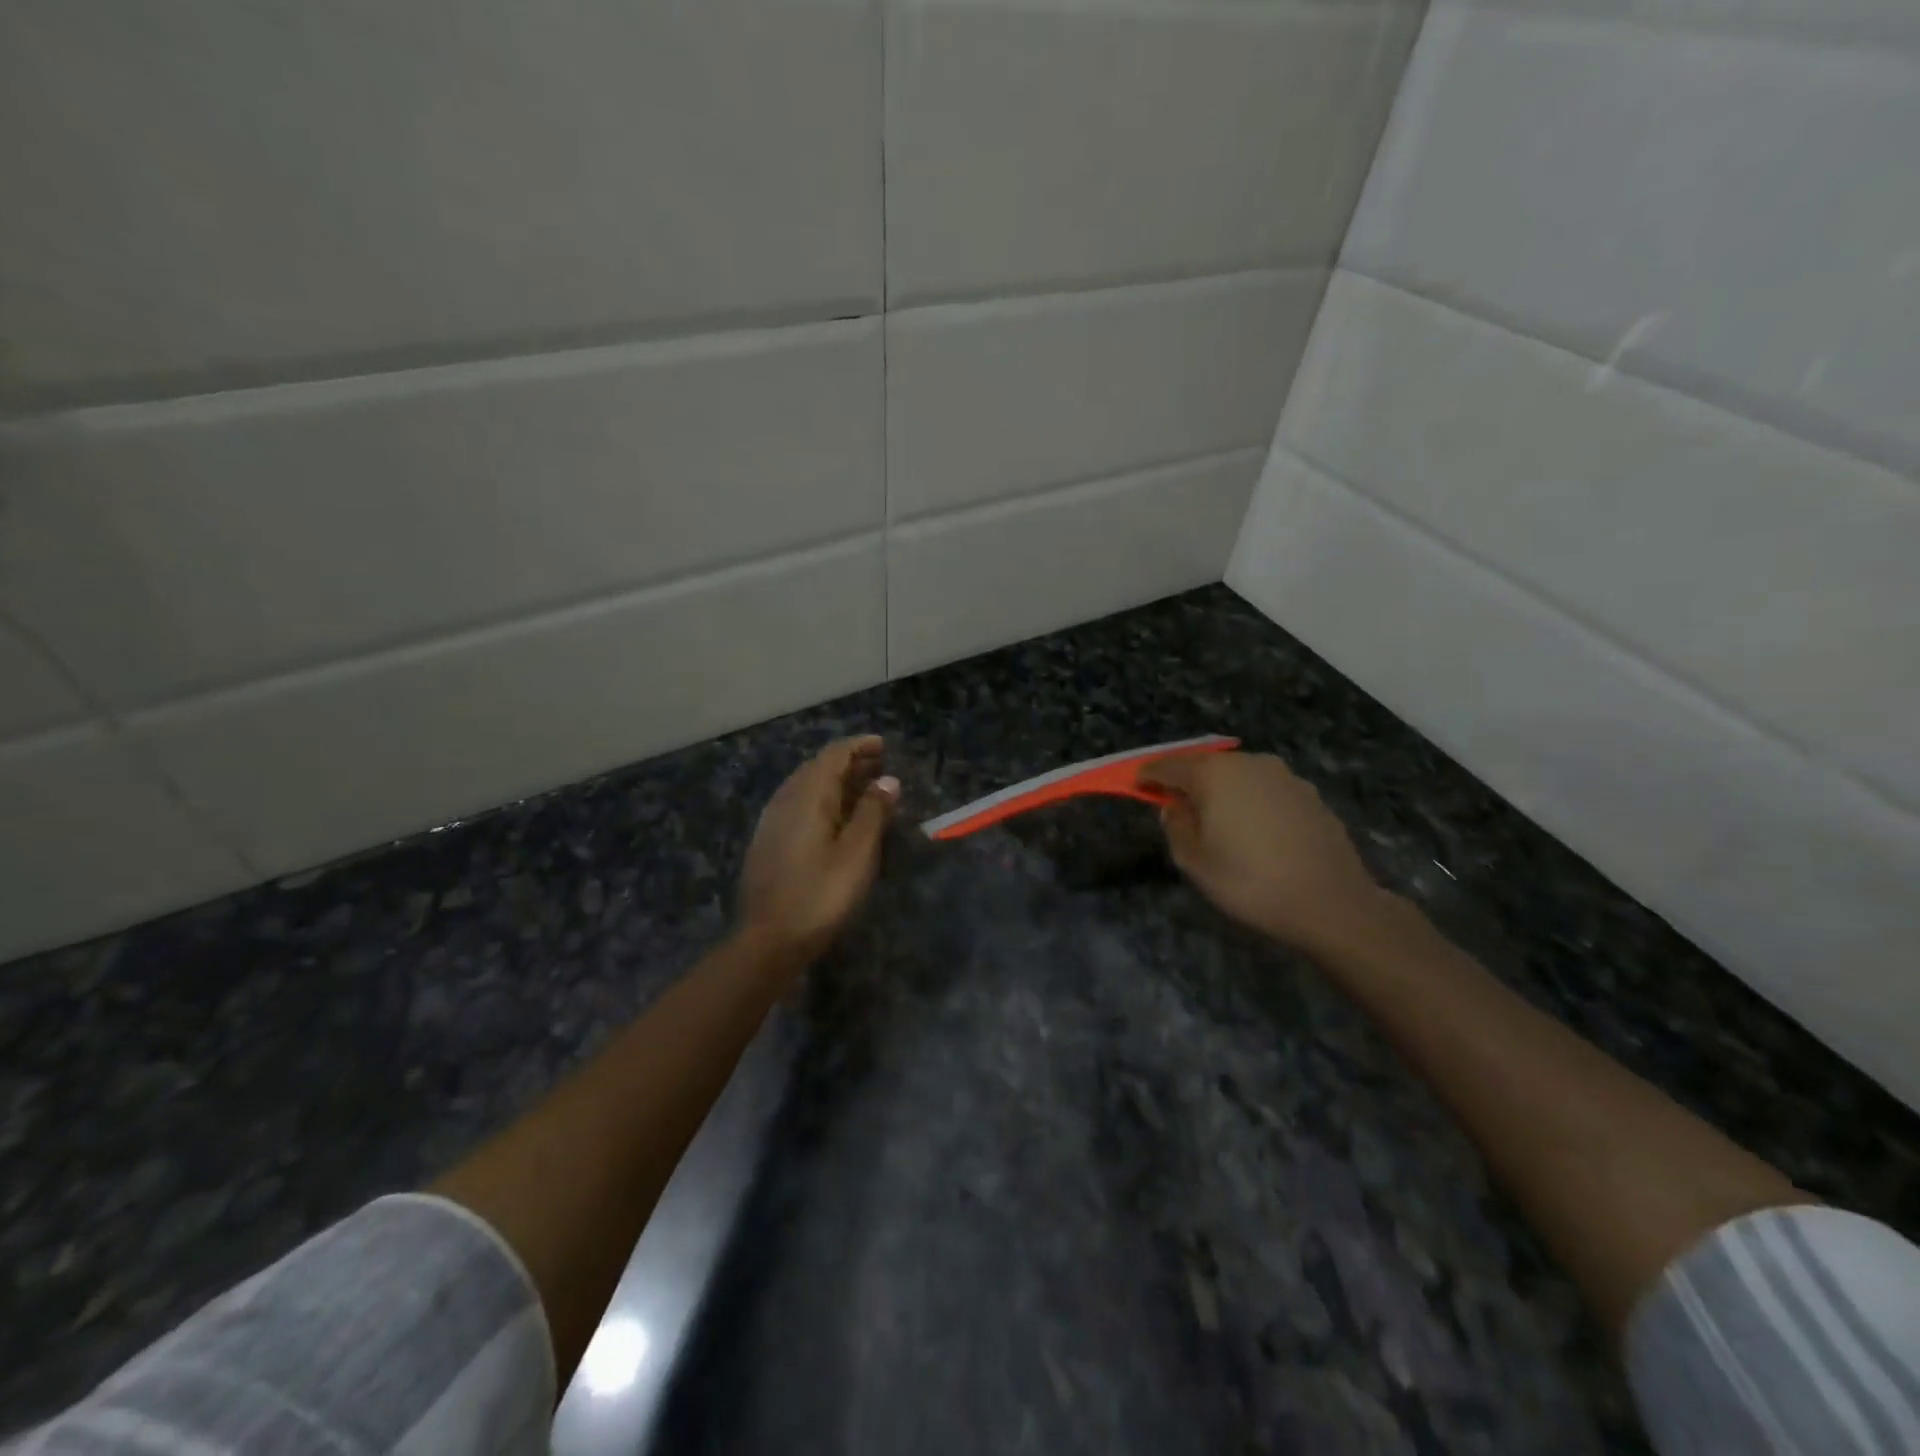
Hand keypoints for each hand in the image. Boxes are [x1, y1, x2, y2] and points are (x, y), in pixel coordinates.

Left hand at [739, 735, 898, 965]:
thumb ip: (873, 812)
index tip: (882, 744)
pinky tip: (835, 819)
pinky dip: (822, 801)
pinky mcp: (768, 843)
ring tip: (863, 789)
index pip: (833, 755)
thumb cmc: (821, 894)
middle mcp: (786, 800)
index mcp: (808, 796)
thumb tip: (888, 779)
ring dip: (836, 782)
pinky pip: (798, 806)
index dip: (858, 746)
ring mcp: (773, 822)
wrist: (769, 940)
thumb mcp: (858, 852)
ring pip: (806, 787)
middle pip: (818, 768)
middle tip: (879, 765)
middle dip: (849, 762)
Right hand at [1137, 751, 1389, 952]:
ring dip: (1223, 791)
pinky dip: (1253, 802)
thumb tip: (1175, 807)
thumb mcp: (1194, 862)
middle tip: (1178, 805)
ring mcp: (1284, 776)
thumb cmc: (1250, 882)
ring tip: (1220, 821)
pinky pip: (1267, 791)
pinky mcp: (1309, 793)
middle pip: (1206, 766)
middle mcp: (1248, 763)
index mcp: (1213, 775)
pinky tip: (1257, 832)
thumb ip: (1175, 826)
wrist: (1331, 903)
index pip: (1168, 766)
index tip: (1138, 786)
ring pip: (1240, 776)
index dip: (1149, 776)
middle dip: (1188, 781)